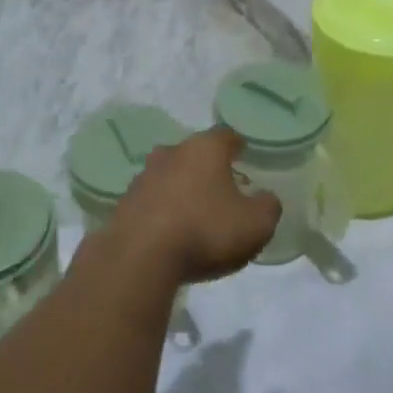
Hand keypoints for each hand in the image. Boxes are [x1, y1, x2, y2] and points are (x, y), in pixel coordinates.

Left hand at [106, 128, 280, 284]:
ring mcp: (143, 176)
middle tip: (223, 188)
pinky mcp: (125, 203)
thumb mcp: (255, 224)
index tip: (245, 155)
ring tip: (196, 212)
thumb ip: (267, 206)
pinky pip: (152, 200)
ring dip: (182, 188)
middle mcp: (171, 153)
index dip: (238, 145)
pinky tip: (171, 231)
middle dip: (208, 168)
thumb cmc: (205, 230)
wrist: (141, 257)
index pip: (226, 136)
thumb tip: (265, 197)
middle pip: (194, 153)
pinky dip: (163, 209)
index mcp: (204, 149)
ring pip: (170, 175)